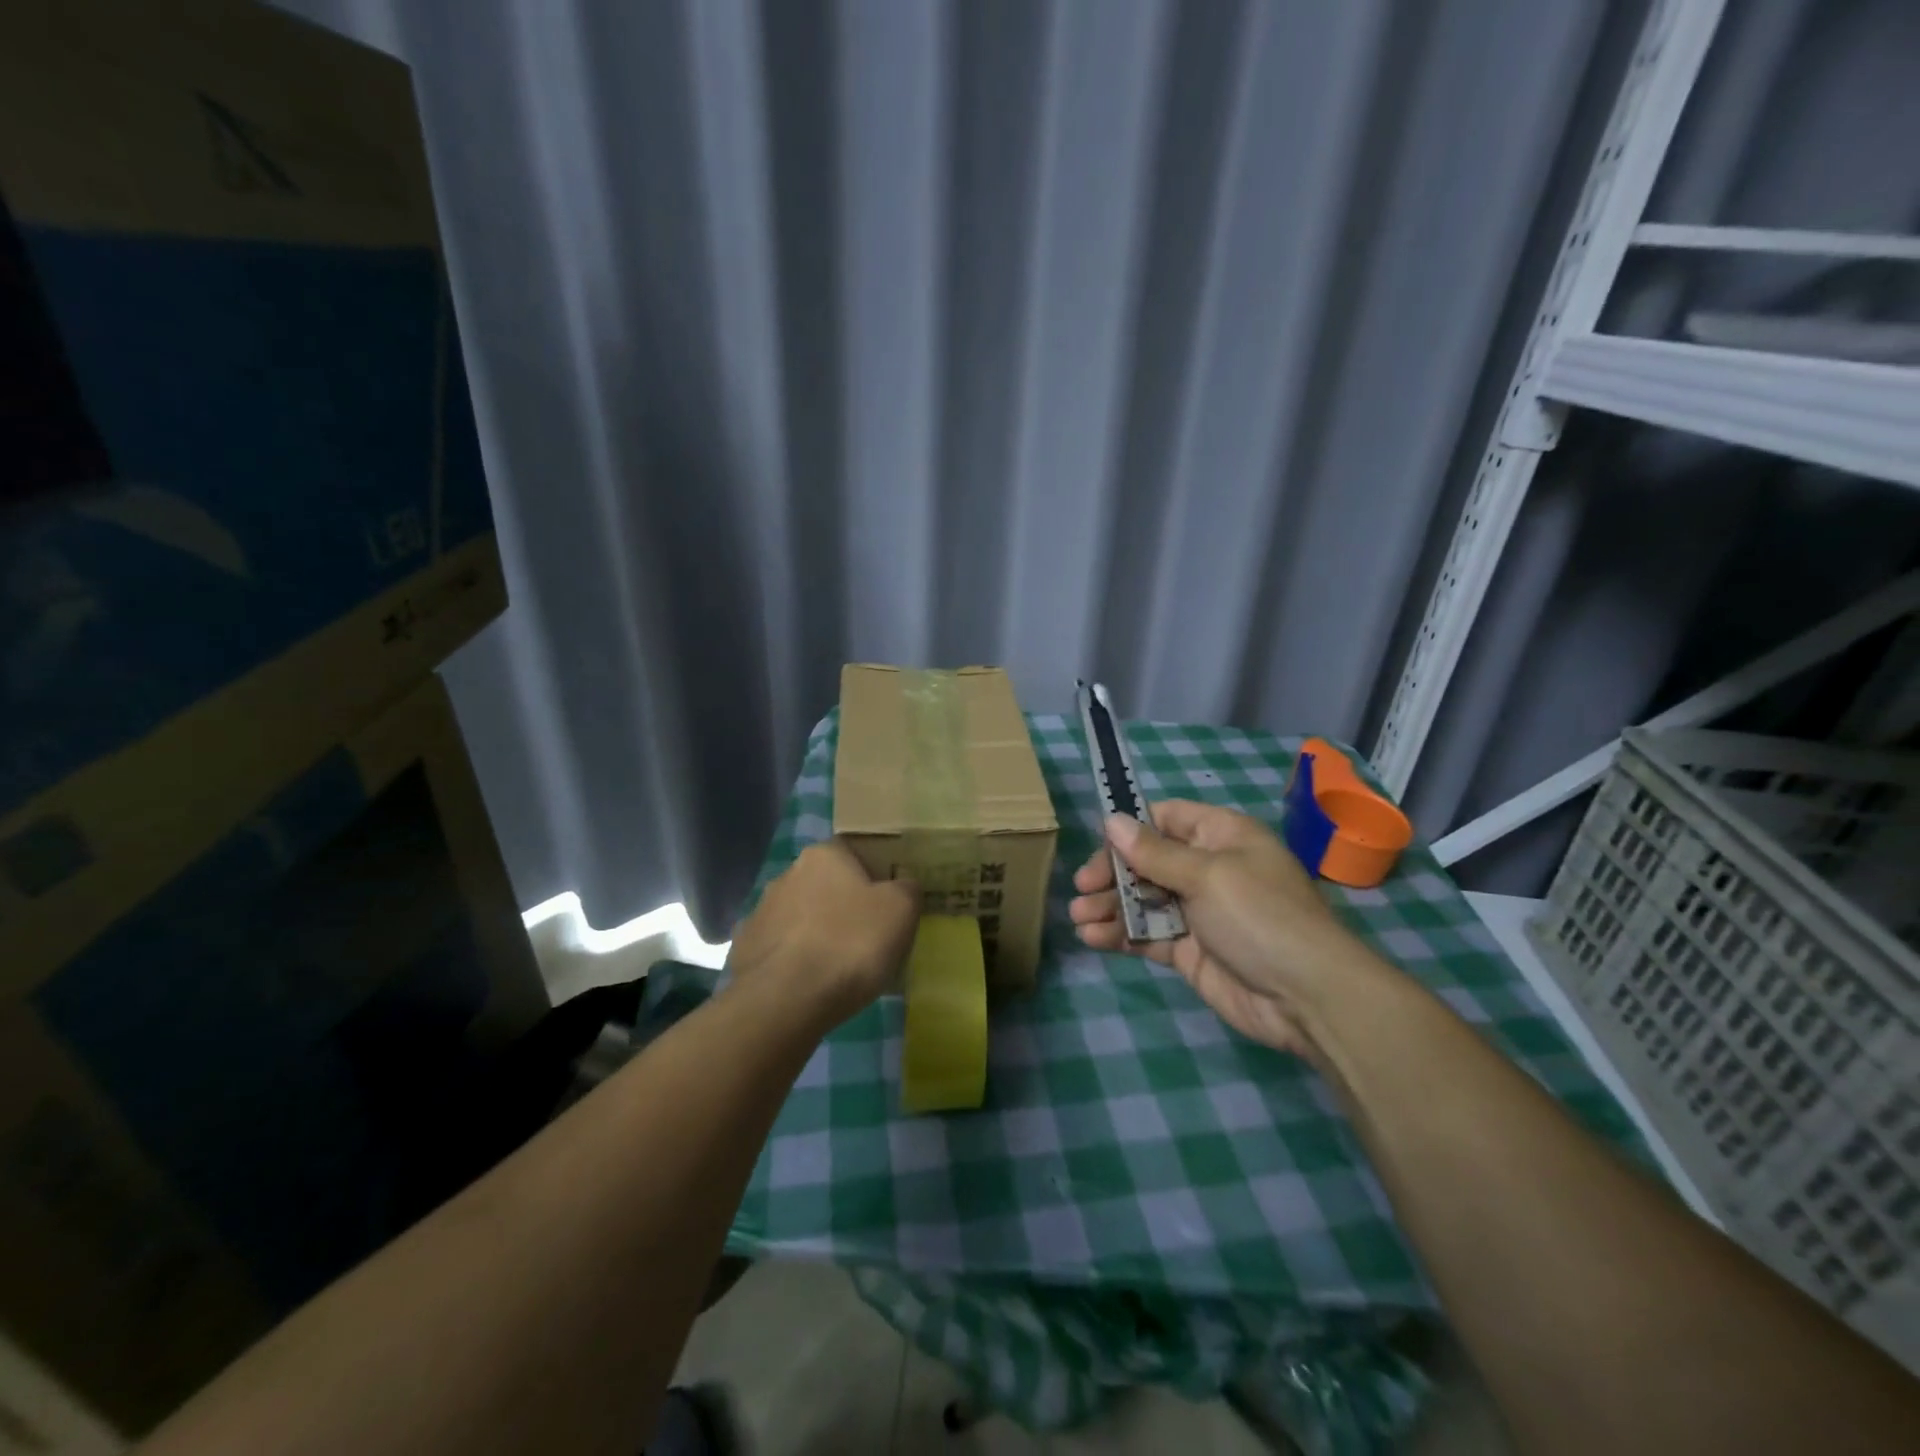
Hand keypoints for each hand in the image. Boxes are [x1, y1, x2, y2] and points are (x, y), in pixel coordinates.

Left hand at [727, 841, 919, 1025]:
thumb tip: (903, 886)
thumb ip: (908, 888)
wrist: (785, 1000)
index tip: (887, 905)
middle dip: (843, 906)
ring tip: (839, 968)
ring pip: (801, 917)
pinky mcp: (746, 949)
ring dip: (817, 934)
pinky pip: (781, 949)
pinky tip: (810, 985)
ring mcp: (761, 912)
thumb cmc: (850, 943)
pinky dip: (796, 962)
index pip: (853, 852)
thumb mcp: (902, 909)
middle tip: (867, 937)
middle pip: (825, 884)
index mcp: (824, 855)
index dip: (873, 876)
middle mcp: (787, 874)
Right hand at [1068, 801, 1372, 1057]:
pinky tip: (1093, 937)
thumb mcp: (1207, 875)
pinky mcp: (1190, 951)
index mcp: (1220, 837)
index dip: (1131, 829)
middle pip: (1147, 860)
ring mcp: (1198, 912)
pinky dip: (1121, 934)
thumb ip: (1154, 852)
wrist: (1307, 997)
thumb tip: (1111, 820)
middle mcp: (1208, 869)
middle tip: (1082, 889)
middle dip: (1112, 873)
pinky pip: (1148, 935)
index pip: (1166, 819)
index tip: (1100, 847)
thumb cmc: (1259, 916)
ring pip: (1143, 899)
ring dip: (1109, 906)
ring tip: (1078, 916)